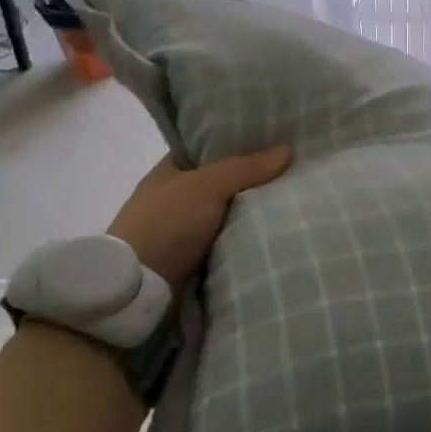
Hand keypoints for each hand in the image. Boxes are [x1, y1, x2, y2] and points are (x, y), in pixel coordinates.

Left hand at [107, 148, 291, 285]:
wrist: (138, 289)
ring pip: (226, 214)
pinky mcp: (190, 260)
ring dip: (250, 214)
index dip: (239, 143)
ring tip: (292, 202)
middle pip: (222, 183)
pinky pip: (225, 242)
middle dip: (252, 182)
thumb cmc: (167, 224)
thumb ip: (246, 168)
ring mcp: (180, 230)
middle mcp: (173, 197)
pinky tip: (272, 232)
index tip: (273, 142)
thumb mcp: (208, 186)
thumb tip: (288, 150)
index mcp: (169, 170)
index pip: (209, 148)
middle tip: (292, 173)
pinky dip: (243, 239)